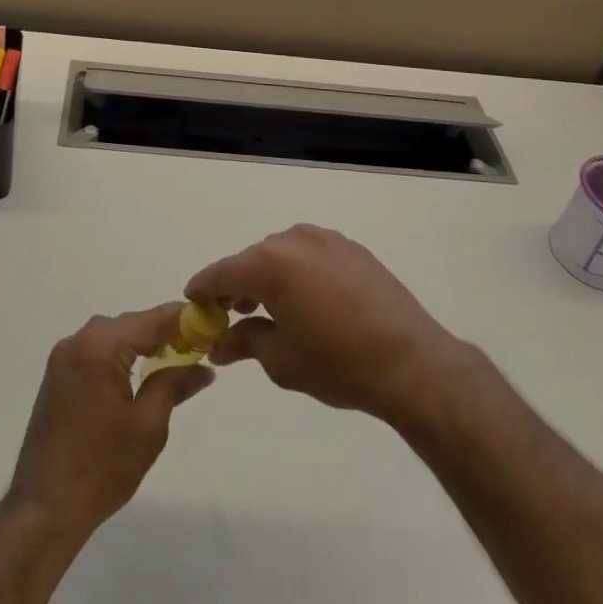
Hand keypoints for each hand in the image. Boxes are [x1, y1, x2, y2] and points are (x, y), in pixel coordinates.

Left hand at [6, 304, 212, 538]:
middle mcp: (78, 341)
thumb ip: (174, 384)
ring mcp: (62, 357)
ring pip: (111, 336)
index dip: (182, 319)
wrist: (44, 508)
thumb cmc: (102, 468)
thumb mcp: (148, 426)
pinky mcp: (56, 376)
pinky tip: (136, 375)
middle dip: (162, 332)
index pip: (151, 320)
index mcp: (100, 347)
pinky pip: (94, 351)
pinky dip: (118, 356)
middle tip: (195, 347)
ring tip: (171, 360)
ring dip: (139, 344)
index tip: (209, 323)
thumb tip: (203, 368)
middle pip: (130, 324)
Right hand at [186, 225, 468, 427]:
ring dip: (269, 278)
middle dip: (237, 286)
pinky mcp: (351, 248)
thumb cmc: (338, 364)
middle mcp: (293, 240)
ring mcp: (325, 239)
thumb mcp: (282, 360)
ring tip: (269, 311)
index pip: (222, 272)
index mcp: (270, 264)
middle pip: (252, 260)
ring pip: (282, 256)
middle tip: (230, 316)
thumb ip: (245, 342)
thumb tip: (219, 343)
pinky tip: (307, 302)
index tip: (191, 303)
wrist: (411, 362)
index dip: (203, 289)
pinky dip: (298, 273)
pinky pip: (310, 256)